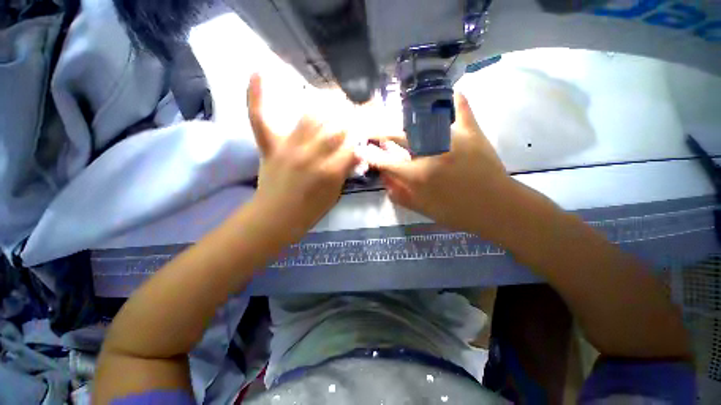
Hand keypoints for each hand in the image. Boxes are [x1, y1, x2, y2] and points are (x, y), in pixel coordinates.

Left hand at [247, 74, 359, 241]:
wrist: (276, 217)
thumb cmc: (310, 210)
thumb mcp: (335, 194)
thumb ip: (345, 171)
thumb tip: (357, 152)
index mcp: (330, 171)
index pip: (351, 143)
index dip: (360, 134)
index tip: (364, 129)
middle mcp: (311, 154)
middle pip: (335, 126)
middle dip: (349, 116)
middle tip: (354, 112)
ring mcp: (288, 147)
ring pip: (310, 116)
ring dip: (326, 104)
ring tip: (335, 97)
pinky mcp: (269, 146)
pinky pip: (260, 118)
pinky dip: (258, 96)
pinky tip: (259, 71)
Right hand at [365, 93, 514, 237]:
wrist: (497, 208)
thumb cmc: (456, 212)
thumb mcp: (422, 209)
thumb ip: (398, 194)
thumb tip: (383, 178)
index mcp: (418, 175)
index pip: (385, 162)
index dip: (370, 156)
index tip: (362, 150)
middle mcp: (430, 152)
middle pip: (398, 136)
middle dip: (381, 134)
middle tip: (375, 133)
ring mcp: (452, 138)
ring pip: (422, 118)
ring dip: (406, 117)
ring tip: (399, 117)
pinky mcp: (471, 131)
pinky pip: (460, 106)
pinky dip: (451, 99)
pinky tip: (443, 96)